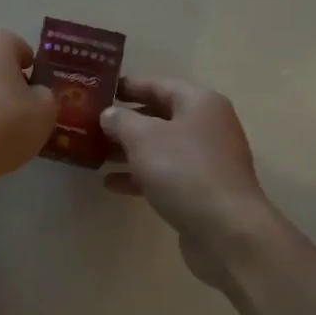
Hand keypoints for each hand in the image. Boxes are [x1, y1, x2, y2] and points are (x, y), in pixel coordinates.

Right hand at [101, 77, 277, 287]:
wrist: (225, 229)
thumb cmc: (183, 171)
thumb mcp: (143, 137)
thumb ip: (120, 120)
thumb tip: (109, 114)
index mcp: (198, 102)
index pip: (156, 84)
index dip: (126, 86)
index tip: (97, 90)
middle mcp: (207, 125)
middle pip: (159, 116)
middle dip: (124, 121)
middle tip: (89, 124)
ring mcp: (206, 159)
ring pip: (160, 147)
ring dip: (128, 150)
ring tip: (95, 153)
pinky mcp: (201, 189)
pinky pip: (165, 174)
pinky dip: (140, 175)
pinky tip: (111, 183)